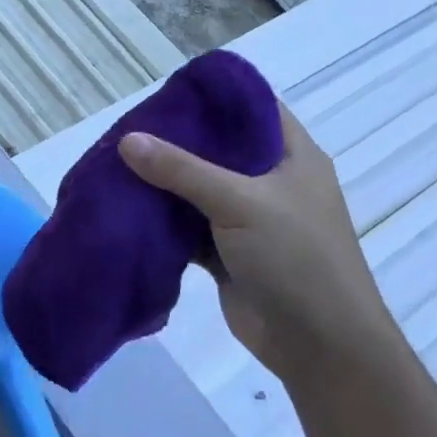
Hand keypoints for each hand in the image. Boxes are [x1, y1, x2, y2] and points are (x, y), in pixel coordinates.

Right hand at [117, 103, 403, 382]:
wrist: (318, 344)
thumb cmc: (296, 258)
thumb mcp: (241, 202)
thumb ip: (182, 170)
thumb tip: (128, 140)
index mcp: (292, 155)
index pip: (253, 107)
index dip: (214, 96)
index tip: (168, 92)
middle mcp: (271, 181)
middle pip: (219, 148)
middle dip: (177, 140)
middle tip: (129, 129)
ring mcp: (249, 219)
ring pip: (199, 190)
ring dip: (164, 183)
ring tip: (117, 163)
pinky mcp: (228, 252)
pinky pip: (189, 227)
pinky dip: (163, 221)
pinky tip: (127, 208)